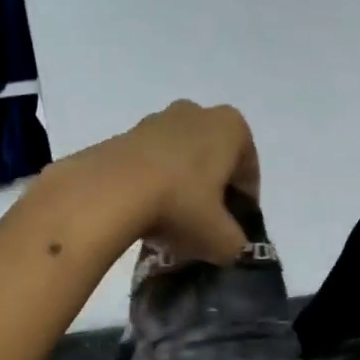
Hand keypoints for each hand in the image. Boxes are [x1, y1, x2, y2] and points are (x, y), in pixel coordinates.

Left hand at [71, 100, 260, 264]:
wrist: (111, 191)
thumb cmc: (180, 204)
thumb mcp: (221, 238)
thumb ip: (236, 244)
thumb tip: (229, 246)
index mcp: (232, 128)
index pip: (248, 172)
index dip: (244, 204)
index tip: (233, 229)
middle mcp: (197, 113)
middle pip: (213, 161)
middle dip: (211, 192)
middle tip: (204, 226)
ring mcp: (157, 120)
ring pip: (180, 160)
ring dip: (180, 187)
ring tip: (171, 223)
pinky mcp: (124, 134)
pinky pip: (149, 163)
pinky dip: (152, 184)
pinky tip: (145, 213)